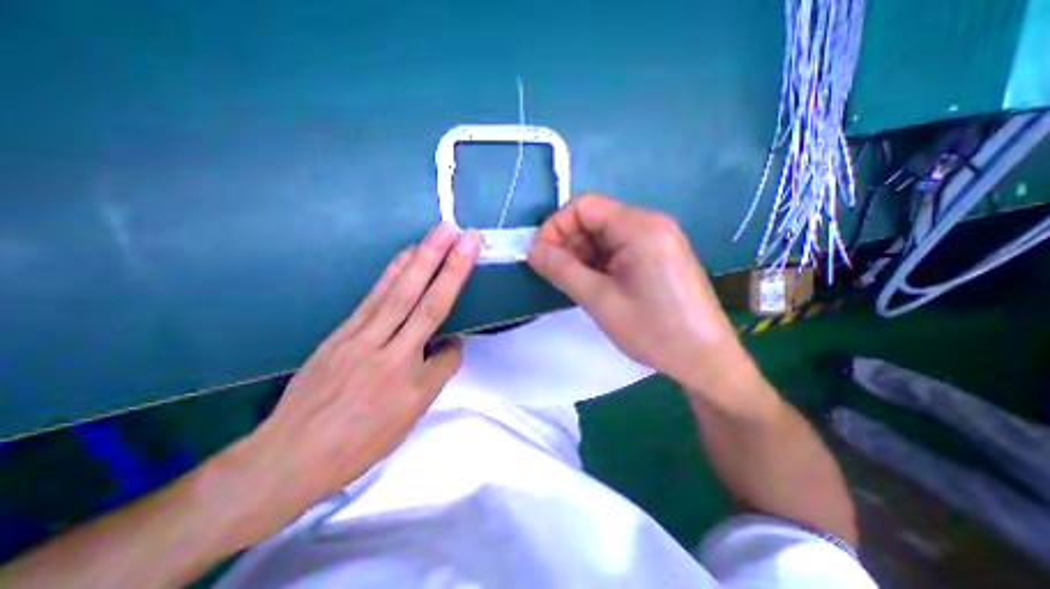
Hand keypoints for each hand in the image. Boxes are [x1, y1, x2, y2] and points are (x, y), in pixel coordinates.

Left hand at [227, 223, 482, 544]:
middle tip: (464, 236)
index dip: (457, 342)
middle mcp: (388, 354)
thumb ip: (434, 377)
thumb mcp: (406, 420)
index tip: (461, 337)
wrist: (289, 456)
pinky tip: (405, 256)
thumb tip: (448, 345)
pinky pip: (374, 296)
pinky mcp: (342, 331)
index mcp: (409, 383)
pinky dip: (392, 272)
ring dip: (422, 260)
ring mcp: (360, 338)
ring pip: (398, 293)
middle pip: (425, 304)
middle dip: (448, 268)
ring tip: (438, 233)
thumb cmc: (357, 443)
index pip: (446, 353)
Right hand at [530, 195, 749, 394]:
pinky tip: (594, 285)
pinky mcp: (657, 256)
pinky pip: (618, 249)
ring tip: (575, 284)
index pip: (584, 206)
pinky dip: (598, 263)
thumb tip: (532, 251)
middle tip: (555, 275)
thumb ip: (562, 270)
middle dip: (568, 243)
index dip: (555, 227)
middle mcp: (650, 224)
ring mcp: (656, 240)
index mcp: (640, 227)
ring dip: (581, 255)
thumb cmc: (653, 331)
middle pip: (594, 219)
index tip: (541, 256)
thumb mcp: (600, 300)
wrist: (705, 360)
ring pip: (604, 236)